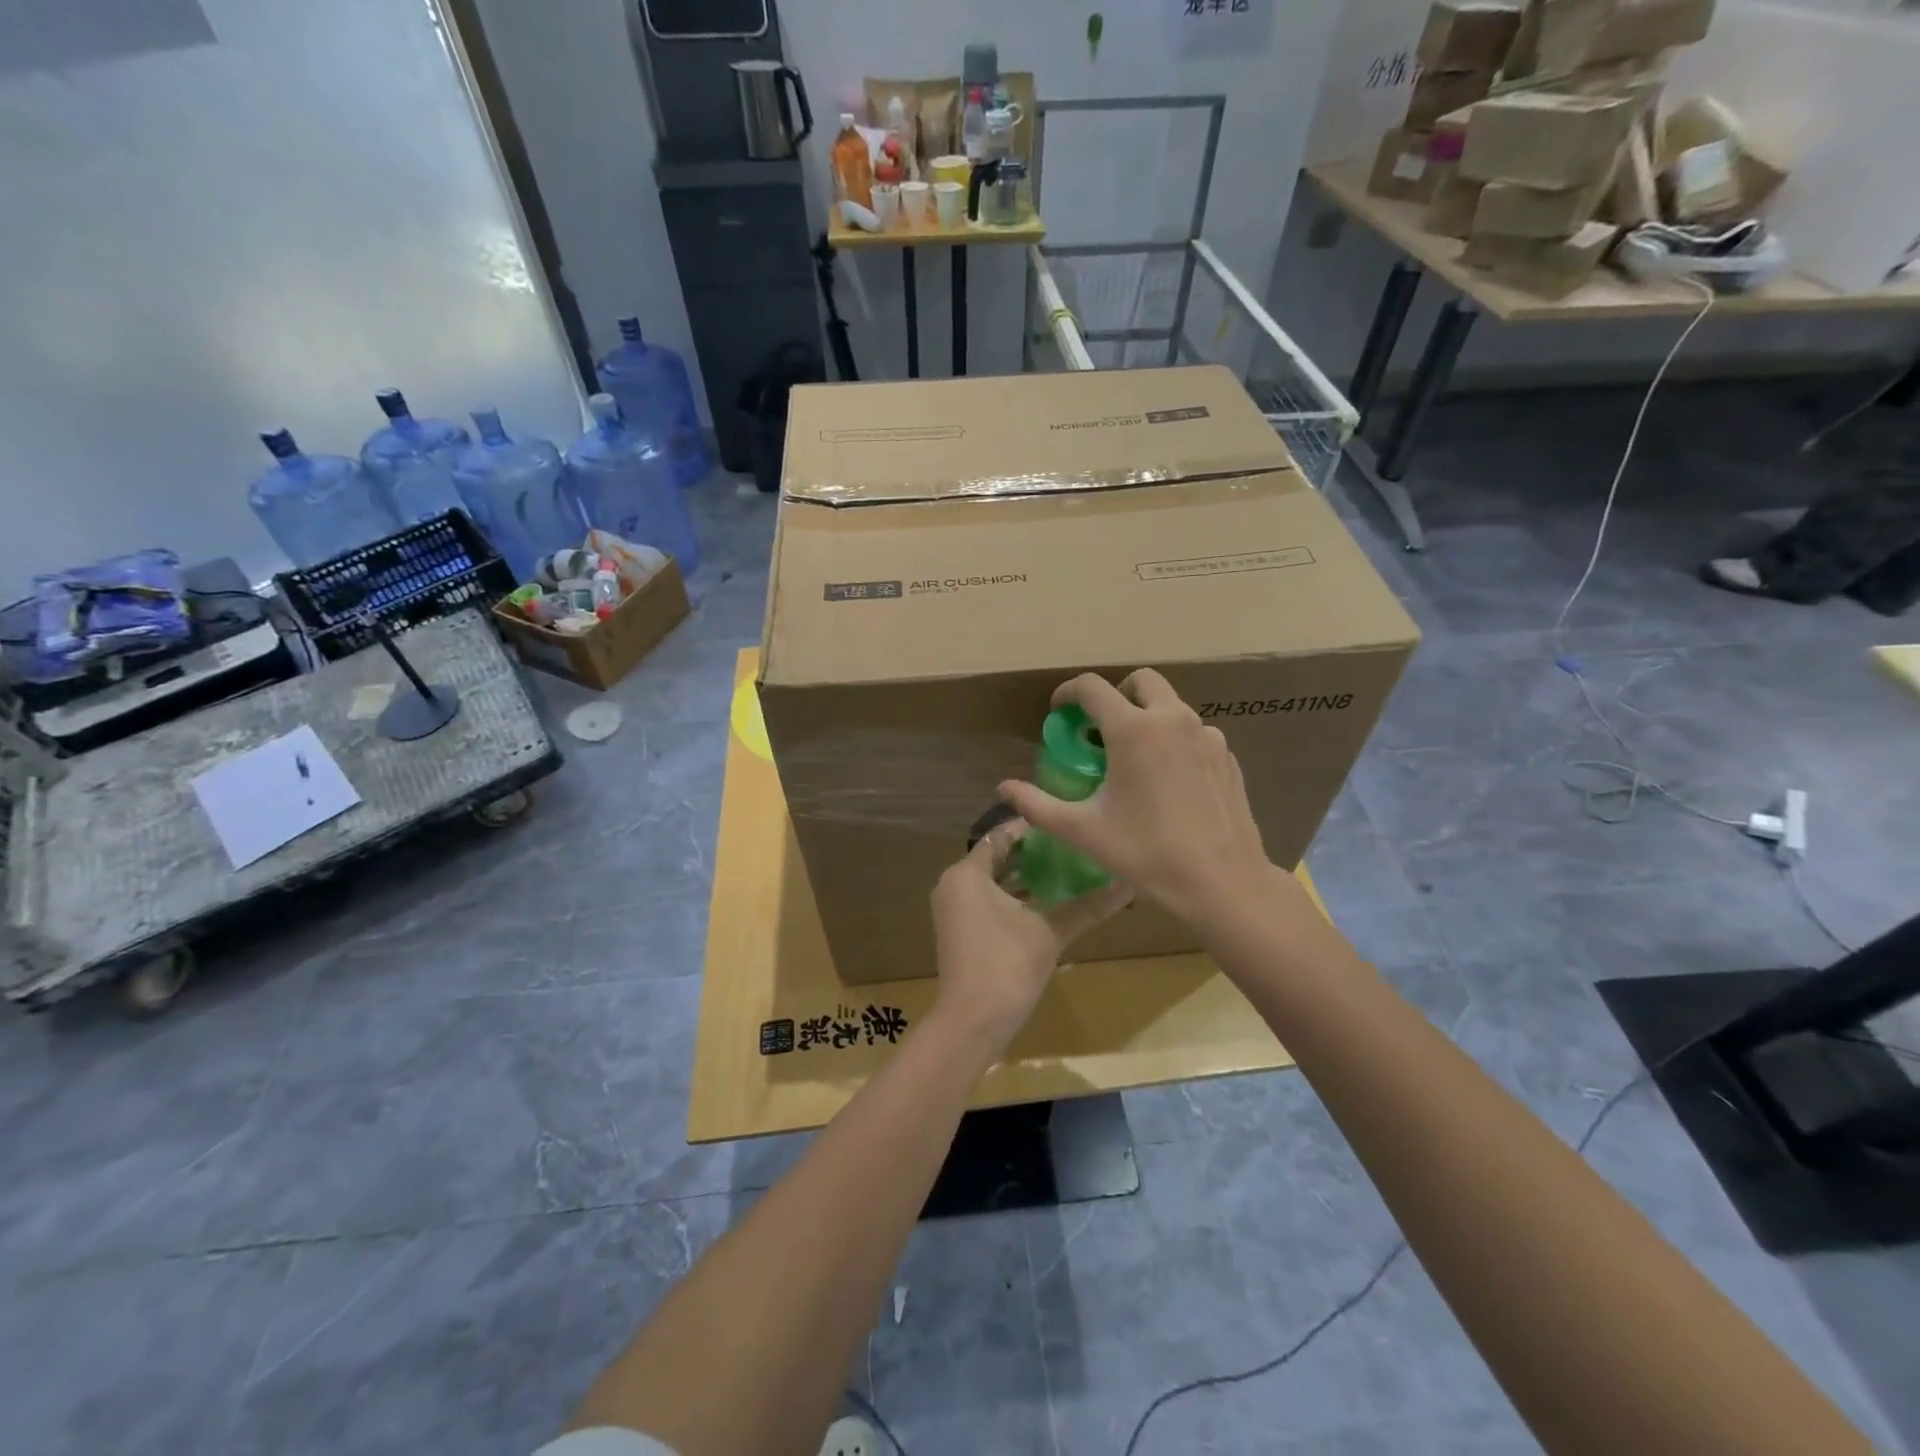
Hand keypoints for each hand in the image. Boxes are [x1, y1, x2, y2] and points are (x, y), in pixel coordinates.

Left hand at [929, 817, 1132, 1052]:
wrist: (971, 1023)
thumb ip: (1087, 906)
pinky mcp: (960, 931)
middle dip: (1033, 853)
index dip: (1034, 828)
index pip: (1002, 835)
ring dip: (1024, 877)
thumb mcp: (1050, 932)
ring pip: (992, 881)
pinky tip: (1047, 902)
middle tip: (1072, 846)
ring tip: (1067, 869)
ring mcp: (953, 909)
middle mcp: (953, 884)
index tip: (1067, 823)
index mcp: (967, 873)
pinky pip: (987, 901)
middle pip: (996, 857)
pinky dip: (1013, 898)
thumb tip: (1129, 885)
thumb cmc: (1006, 965)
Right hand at [998, 670, 1272, 924]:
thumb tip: (1003, 788)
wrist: (1222, 882)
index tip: (1058, 713)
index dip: (1067, 693)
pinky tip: (1169, 781)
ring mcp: (1207, 735)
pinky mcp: (1227, 756)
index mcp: (1133, 729)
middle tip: (1099, 729)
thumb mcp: (1083, 830)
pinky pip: (1194, 733)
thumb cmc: (1146, 853)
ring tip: (1134, 759)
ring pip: (1171, 706)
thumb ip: (1037, 804)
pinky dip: (1174, 741)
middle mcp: (1172, 719)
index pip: (1092, 687)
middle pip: (1140, 681)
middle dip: (1115, 695)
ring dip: (1147, 717)